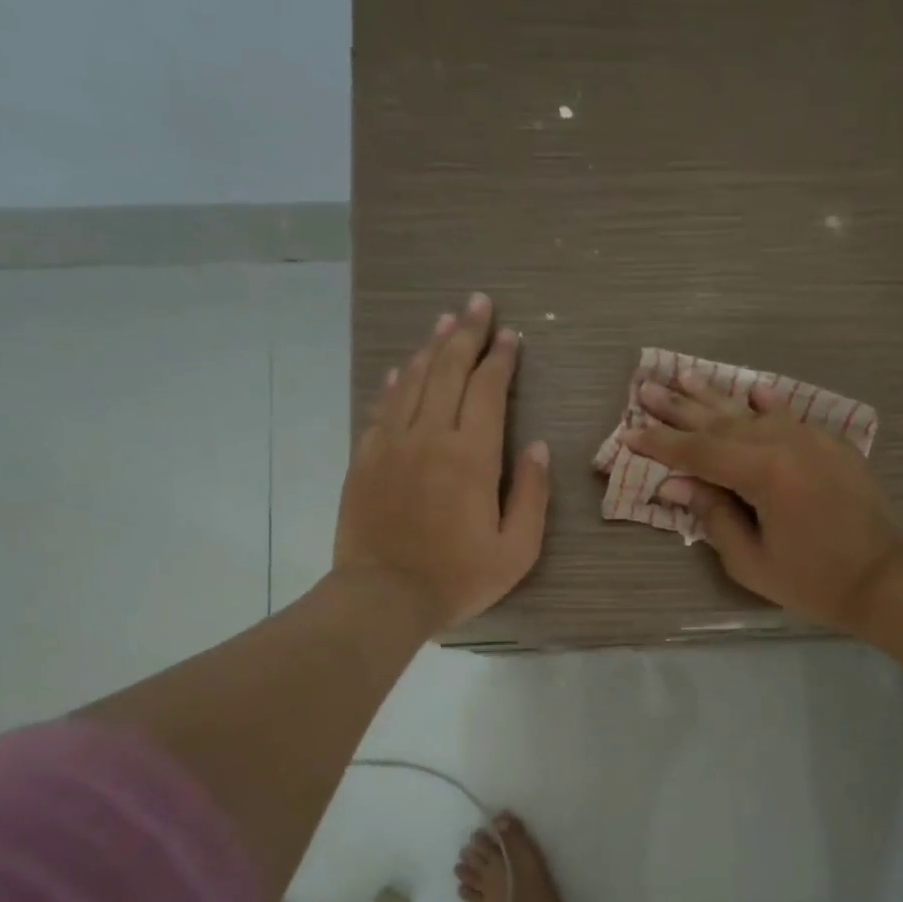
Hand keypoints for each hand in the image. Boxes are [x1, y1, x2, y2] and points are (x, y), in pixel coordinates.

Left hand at [335, 294, 549, 630]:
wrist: (382, 597)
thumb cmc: (458, 578)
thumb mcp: (517, 549)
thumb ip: (532, 493)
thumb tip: (537, 446)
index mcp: (471, 457)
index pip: (488, 390)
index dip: (501, 358)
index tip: (512, 336)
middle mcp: (429, 437)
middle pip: (448, 370)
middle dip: (467, 334)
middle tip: (480, 304)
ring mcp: (391, 443)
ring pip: (412, 380)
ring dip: (431, 346)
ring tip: (446, 321)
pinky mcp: (365, 458)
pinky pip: (381, 406)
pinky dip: (394, 382)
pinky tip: (402, 367)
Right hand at [627, 374, 902, 631]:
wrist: (884, 577)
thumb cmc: (812, 580)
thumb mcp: (750, 560)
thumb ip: (712, 515)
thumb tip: (674, 484)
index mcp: (763, 473)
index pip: (698, 452)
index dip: (661, 444)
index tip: (628, 433)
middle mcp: (784, 443)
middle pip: (721, 422)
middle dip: (680, 408)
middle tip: (646, 388)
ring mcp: (811, 439)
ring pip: (752, 412)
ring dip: (717, 396)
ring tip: (685, 376)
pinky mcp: (830, 444)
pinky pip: (790, 416)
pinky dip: (768, 403)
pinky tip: (752, 387)